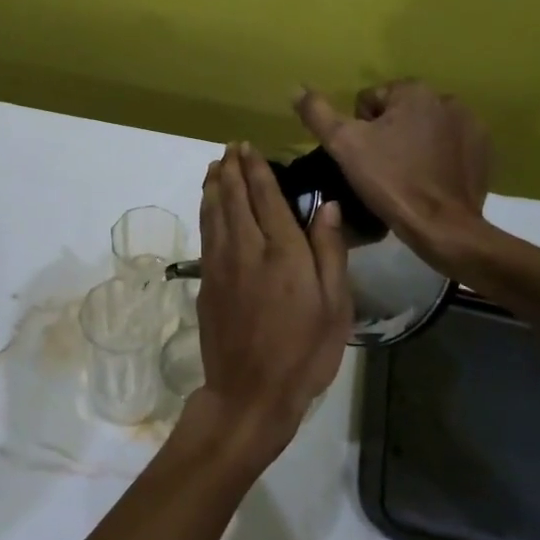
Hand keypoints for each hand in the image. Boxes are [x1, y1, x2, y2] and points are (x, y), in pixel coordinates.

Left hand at [192, 143, 351, 464]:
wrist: (250, 392)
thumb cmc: (304, 352)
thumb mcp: (334, 306)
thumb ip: (329, 251)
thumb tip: (327, 206)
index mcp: (283, 251)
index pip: (266, 197)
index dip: (256, 169)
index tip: (249, 147)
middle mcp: (247, 248)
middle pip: (234, 198)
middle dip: (231, 169)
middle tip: (230, 148)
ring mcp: (221, 264)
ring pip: (214, 212)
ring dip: (213, 185)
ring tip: (215, 165)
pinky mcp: (206, 282)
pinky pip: (205, 233)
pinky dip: (206, 211)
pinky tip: (208, 204)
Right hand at [293, 82, 492, 268]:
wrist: (443, 227)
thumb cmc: (390, 182)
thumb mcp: (343, 146)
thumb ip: (318, 113)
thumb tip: (296, 88)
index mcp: (414, 91)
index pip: (369, 99)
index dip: (359, 128)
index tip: (364, 156)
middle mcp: (447, 98)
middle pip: (398, 112)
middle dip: (387, 133)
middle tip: (381, 168)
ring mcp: (471, 125)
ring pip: (424, 128)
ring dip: (412, 143)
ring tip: (404, 176)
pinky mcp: (484, 150)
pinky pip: (448, 145)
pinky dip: (436, 157)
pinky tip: (428, 180)